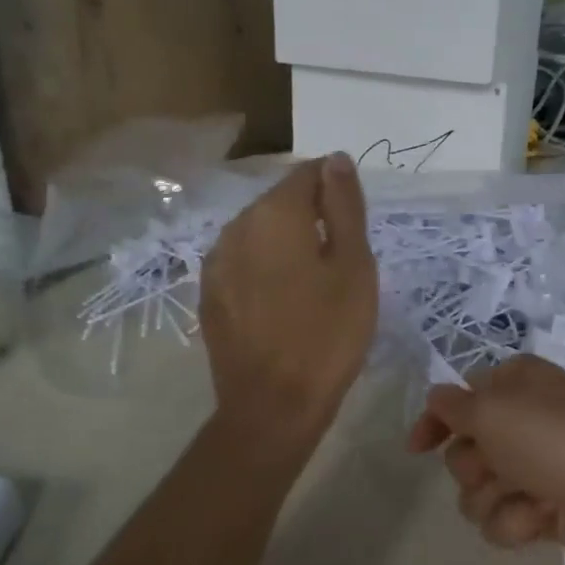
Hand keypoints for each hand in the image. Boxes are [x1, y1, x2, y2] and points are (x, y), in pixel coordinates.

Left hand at [200, 154, 377, 452]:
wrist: (273, 405)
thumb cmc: (327, 335)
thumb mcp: (354, 267)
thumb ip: (345, 207)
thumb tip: (336, 159)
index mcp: (275, 213)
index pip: (308, 173)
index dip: (336, 190)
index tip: (355, 224)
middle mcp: (236, 226)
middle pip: (280, 202)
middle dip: (310, 218)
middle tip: (340, 260)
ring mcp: (216, 262)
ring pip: (259, 234)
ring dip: (286, 245)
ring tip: (312, 284)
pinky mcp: (209, 295)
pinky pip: (243, 265)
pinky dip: (265, 270)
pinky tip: (282, 303)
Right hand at [407, 355, 564, 564]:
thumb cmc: (559, 440)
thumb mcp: (494, 410)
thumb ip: (454, 406)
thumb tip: (437, 399)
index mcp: (514, 387)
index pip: (458, 400)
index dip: (434, 422)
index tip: (416, 448)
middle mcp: (522, 425)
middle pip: (463, 452)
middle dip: (474, 467)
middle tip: (500, 467)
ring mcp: (535, 470)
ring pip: (478, 493)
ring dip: (494, 500)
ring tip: (528, 498)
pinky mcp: (545, 511)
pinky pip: (504, 521)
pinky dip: (518, 523)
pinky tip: (543, 520)